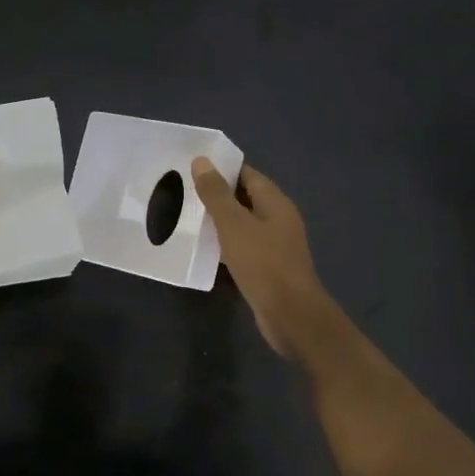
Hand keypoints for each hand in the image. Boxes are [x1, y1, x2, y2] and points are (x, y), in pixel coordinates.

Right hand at [191, 158, 338, 359]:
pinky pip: (243, 248)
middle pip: (245, 198)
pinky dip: (225, 245)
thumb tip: (202, 160)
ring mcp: (275, 245)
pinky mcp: (268, 268)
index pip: (247, 174)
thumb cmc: (263, 264)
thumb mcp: (234, 225)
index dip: (221, 169)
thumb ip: (216, 193)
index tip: (192, 168)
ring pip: (243, 225)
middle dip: (217, 195)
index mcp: (275, 203)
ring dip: (220, 222)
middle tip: (183, 192)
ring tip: (187, 218)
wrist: (291, 315)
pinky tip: (204, 249)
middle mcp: (278, 219)